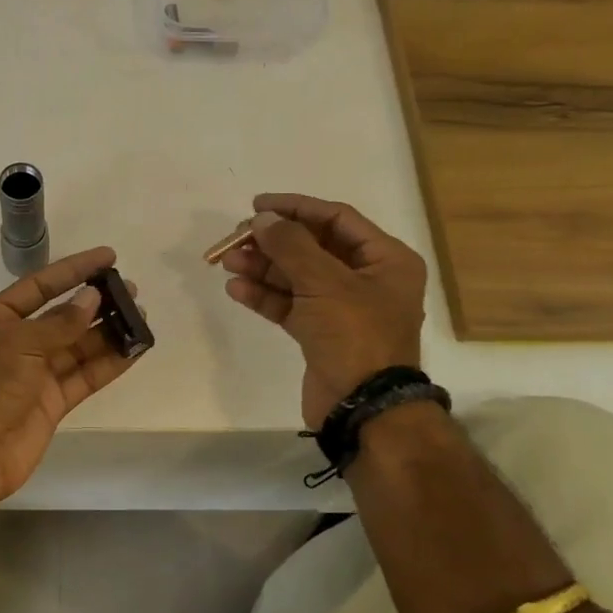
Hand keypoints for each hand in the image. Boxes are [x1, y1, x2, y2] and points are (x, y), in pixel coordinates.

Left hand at [0, 246, 144, 506]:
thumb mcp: (20, 343)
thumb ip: (59, 322)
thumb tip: (92, 299)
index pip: (39, 286)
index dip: (73, 270)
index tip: (108, 256)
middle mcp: (16, 343)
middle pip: (62, 316)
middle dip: (95, 303)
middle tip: (131, 290)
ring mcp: (35, 374)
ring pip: (78, 347)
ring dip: (108, 332)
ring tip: (140, 316)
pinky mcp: (52, 402)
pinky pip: (84, 376)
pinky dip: (109, 363)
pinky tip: (135, 349)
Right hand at [220, 194, 426, 429]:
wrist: (363, 408)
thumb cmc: (355, 336)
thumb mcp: (325, 283)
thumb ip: (291, 246)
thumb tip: (263, 218)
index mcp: (385, 259)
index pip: (336, 219)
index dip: (296, 208)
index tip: (257, 205)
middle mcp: (366, 279)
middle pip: (312, 247)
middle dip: (273, 242)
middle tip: (236, 238)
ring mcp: (342, 308)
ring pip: (296, 277)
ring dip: (263, 268)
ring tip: (228, 263)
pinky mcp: (320, 333)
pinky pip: (290, 305)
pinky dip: (264, 296)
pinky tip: (236, 289)